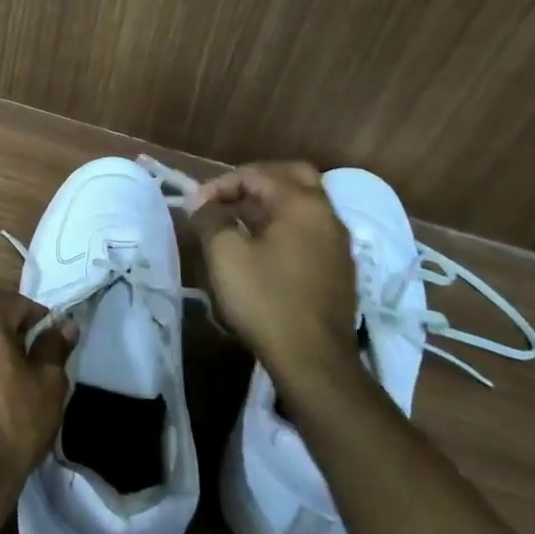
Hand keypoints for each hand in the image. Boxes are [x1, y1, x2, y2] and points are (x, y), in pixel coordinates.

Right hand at [190, 161, 360, 384]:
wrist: (313, 359)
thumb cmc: (266, 299)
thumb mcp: (225, 254)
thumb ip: (211, 219)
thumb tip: (204, 205)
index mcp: (302, 203)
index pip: (257, 174)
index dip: (220, 185)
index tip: (195, 206)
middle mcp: (327, 215)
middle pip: (293, 177)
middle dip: (256, 181)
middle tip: (227, 197)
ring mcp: (338, 242)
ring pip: (304, 204)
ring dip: (270, 204)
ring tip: (237, 223)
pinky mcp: (339, 268)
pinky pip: (310, 230)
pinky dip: (285, 226)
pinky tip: (262, 249)